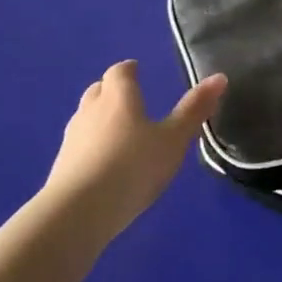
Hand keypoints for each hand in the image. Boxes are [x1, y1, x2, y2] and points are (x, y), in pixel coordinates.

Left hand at [41, 61, 226, 245]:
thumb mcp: (173, 140)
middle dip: (113, 90)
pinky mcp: (61, 165)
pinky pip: (79, 144)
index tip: (138, 71)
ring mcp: (72, 138)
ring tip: (120, 132)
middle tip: (131, 100)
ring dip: (100, 118)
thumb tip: (219, 77)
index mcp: (119, 97)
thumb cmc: (133, 167)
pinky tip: (104, 163)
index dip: (129, 70)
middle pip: (99, 90)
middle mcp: (91, 110)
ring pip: (86, 117)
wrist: (79, 212)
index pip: (119, 72)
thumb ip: (194, 110)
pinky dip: (91, 145)